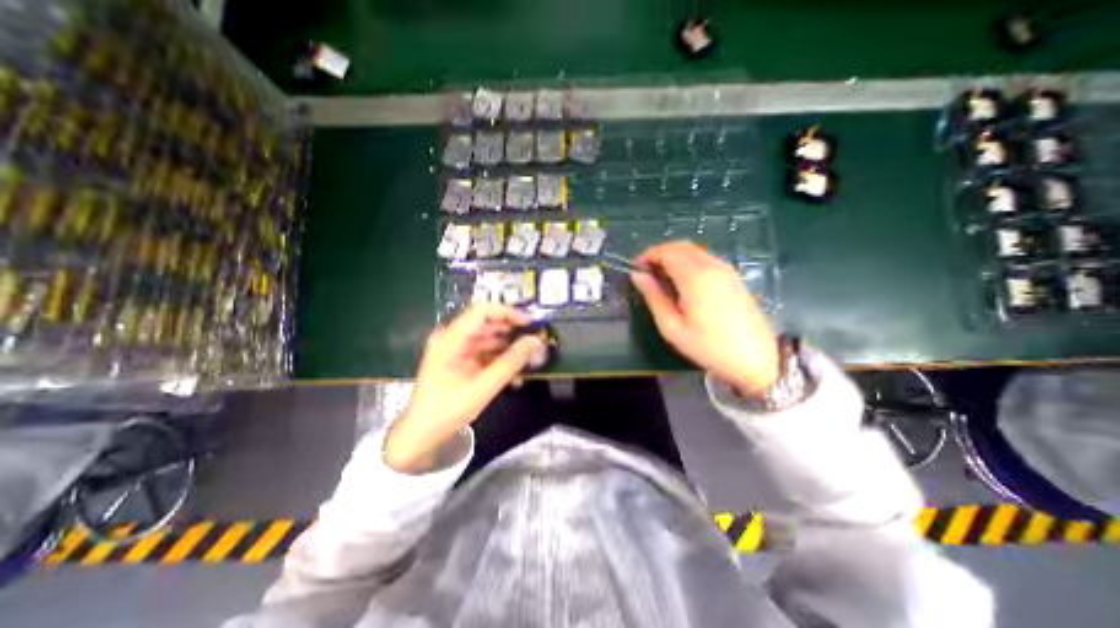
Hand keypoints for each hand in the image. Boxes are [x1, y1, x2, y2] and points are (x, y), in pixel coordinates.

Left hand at [383, 304, 550, 470]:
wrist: (423, 433)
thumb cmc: (449, 410)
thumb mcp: (484, 387)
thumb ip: (511, 362)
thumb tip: (536, 341)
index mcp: (450, 339)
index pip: (481, 311)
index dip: (507, 312)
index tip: (530, 323)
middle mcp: (452, 337)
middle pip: (487, 322)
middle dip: (512, 330)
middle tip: (535, 340)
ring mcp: (456, 348)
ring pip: (489, 336)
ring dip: (509, 345)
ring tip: (530, 356)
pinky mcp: (461, 358)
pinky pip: (485, 350)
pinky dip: (501, 356)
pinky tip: (515, 369)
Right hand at [629, 241, 780, 395]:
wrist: (755, 360)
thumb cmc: (708, 347)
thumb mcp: (672, 327)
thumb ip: (653, 297)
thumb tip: (637, 276)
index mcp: (695, 277)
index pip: (666, 251)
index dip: (647, 255)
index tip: (636, 269)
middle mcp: (713, 266)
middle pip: (680, 246)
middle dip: (659, 254)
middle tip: (647, 274)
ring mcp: (727, 269)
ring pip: (694, 251)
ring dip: (674, 257)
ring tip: (662, 279)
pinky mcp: (734, 276)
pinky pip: (706, 259)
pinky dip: (689, 262)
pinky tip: (684, 283)